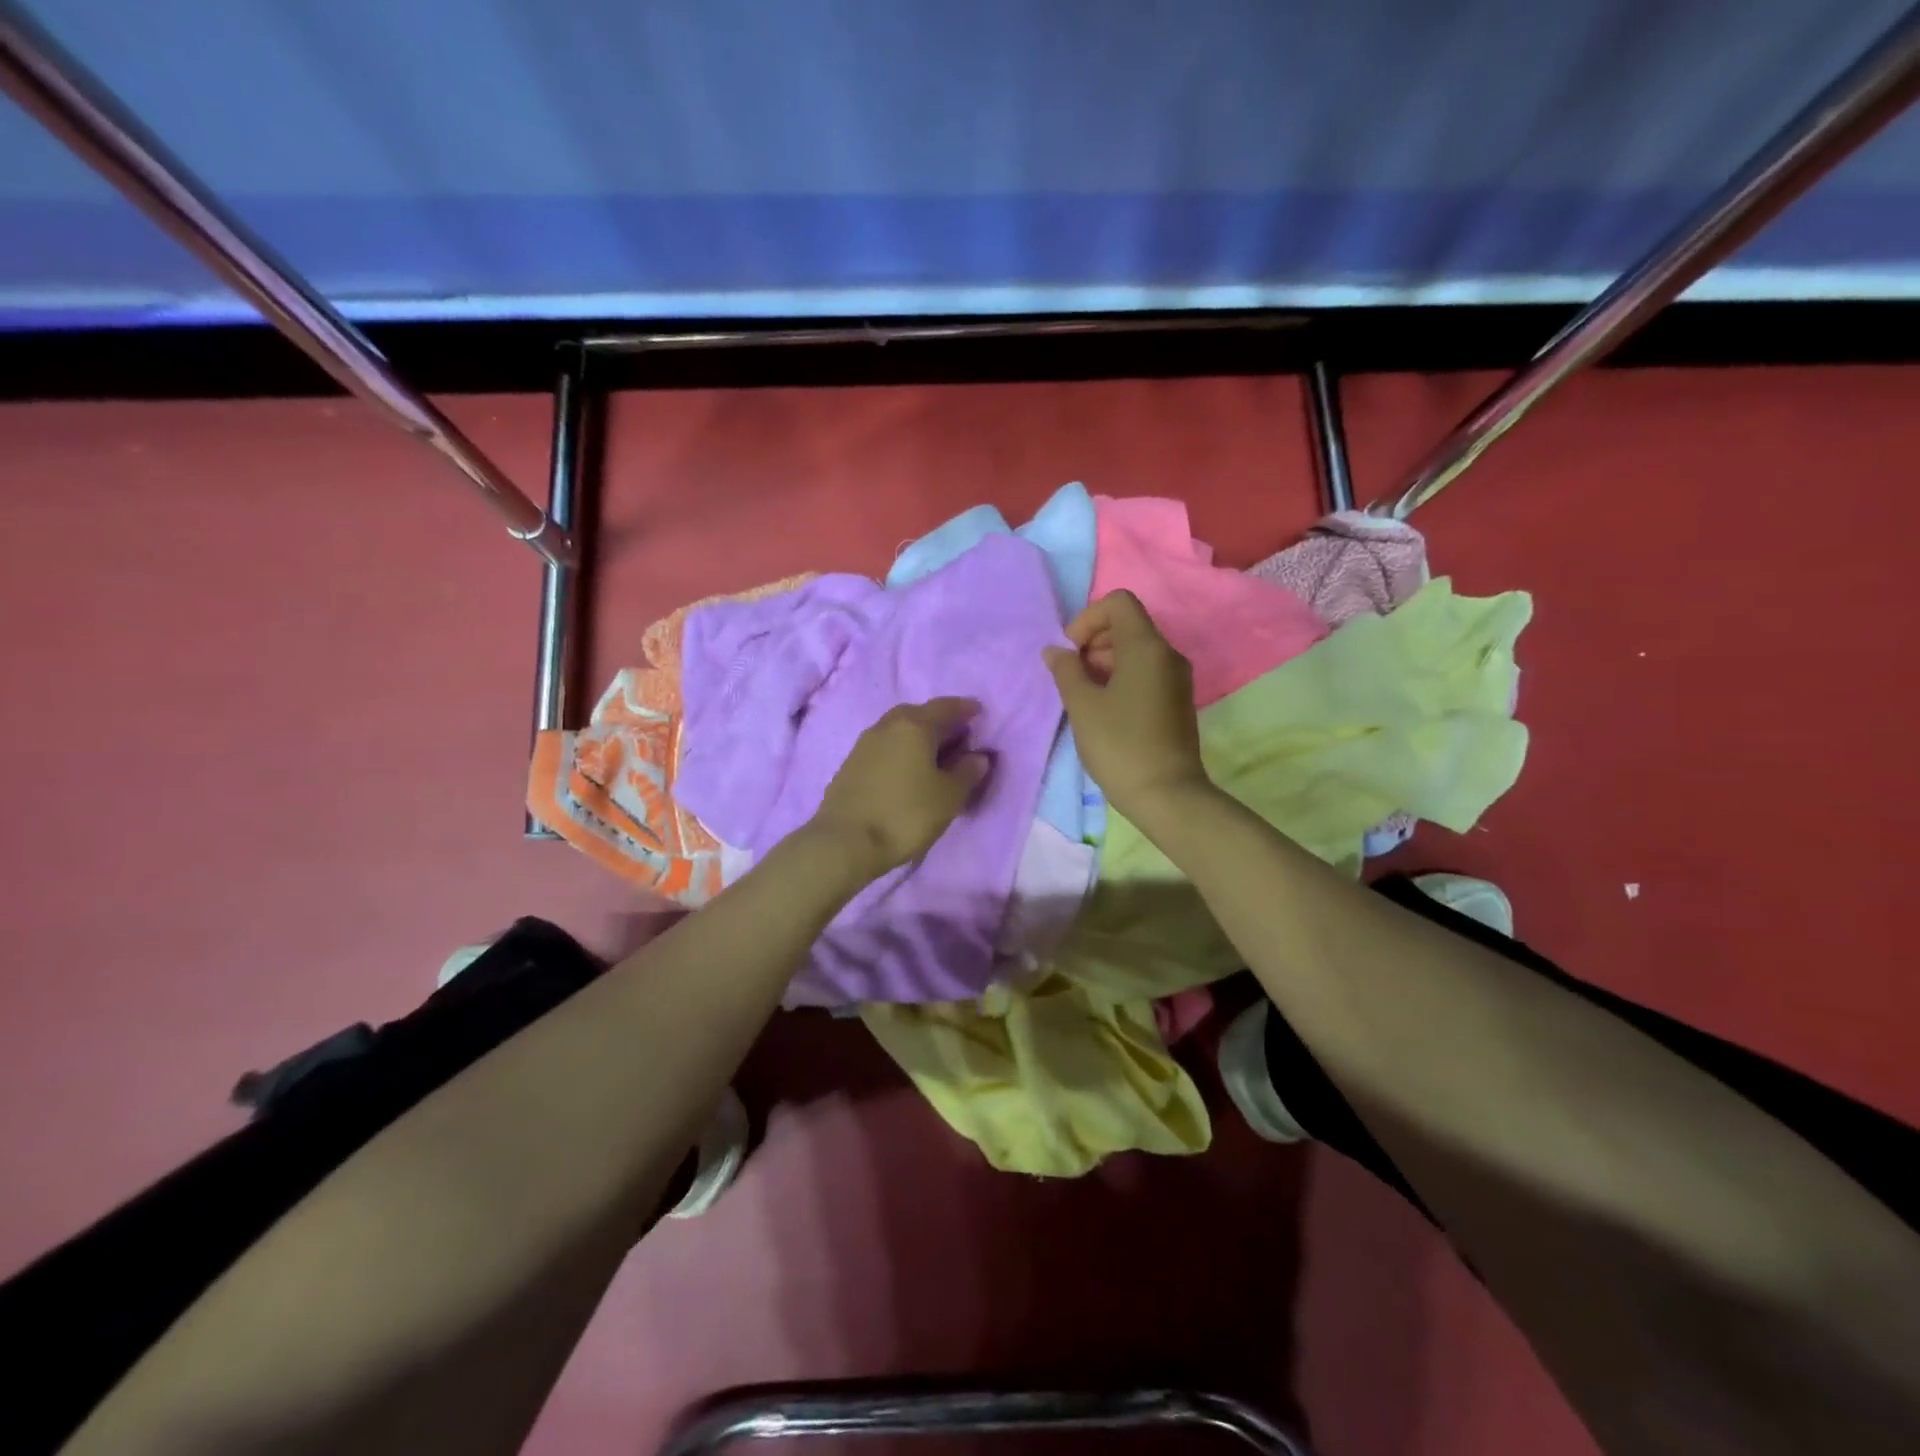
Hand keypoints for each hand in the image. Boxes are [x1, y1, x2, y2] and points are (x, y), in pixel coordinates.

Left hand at [809, 698, 991, 881]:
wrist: (846, 842)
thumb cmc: (906, 814)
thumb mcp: (948, 796)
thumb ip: (967, 772)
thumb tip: (977, 756)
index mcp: (914, 725)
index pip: (945, 707)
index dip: (965, 708)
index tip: (978, 712)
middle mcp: (887, 726)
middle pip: (918, 714)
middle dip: (940, 721)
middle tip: (958, 736)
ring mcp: (864, 744)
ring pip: (898, 730)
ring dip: (918, 737)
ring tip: (934, 755)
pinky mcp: (850, 765)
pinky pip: (884, 748)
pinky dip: (901, 752)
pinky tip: (907, 770)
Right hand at [1043, 590, 1211, 824]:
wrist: (1166, 795)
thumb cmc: (1119, 745)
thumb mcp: (1082, 706)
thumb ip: (1066, 671)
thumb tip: (1056, 651)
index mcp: (1146, 647)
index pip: (1118, 602)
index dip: (1088, 619)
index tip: (1072, 652)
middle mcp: (1167, 654)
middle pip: (1127, 625)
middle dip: (1094, 641)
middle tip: (1073, 676)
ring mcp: (1176, 678)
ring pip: (1136, 650)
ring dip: (1105, 662)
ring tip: (1084, 696)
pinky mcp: (1176, 700)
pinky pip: (1146, 672)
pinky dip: (1121, 678)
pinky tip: (1104, 709)